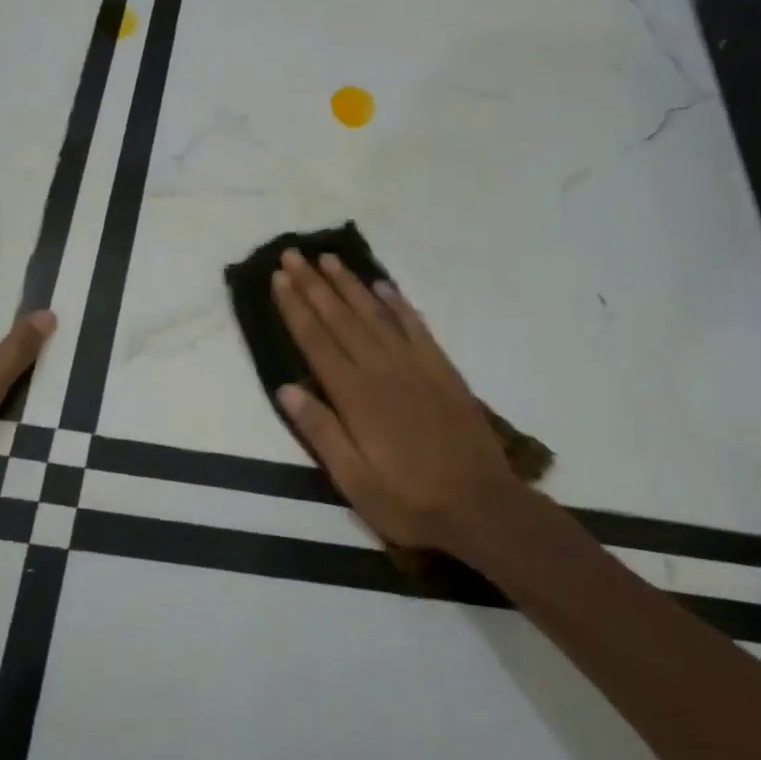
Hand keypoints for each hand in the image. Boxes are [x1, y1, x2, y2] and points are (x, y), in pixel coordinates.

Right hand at [270, 250, 526, 553]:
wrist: (481, 505)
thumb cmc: (410, 500)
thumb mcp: (354, 482)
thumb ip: (321, 432)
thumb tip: (285, 389)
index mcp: (355, 396)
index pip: (316, 340)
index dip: (295, 307)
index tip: (279, 277)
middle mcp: (381, 369)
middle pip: (340, 318)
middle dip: (314, 284)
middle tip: (293, 253)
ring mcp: (414, 364)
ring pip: (374, 314)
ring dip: (349, 284)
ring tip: (329, 258)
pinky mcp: (441, 368)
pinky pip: (415, 325)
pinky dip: (397, 303)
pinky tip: (383, 286)